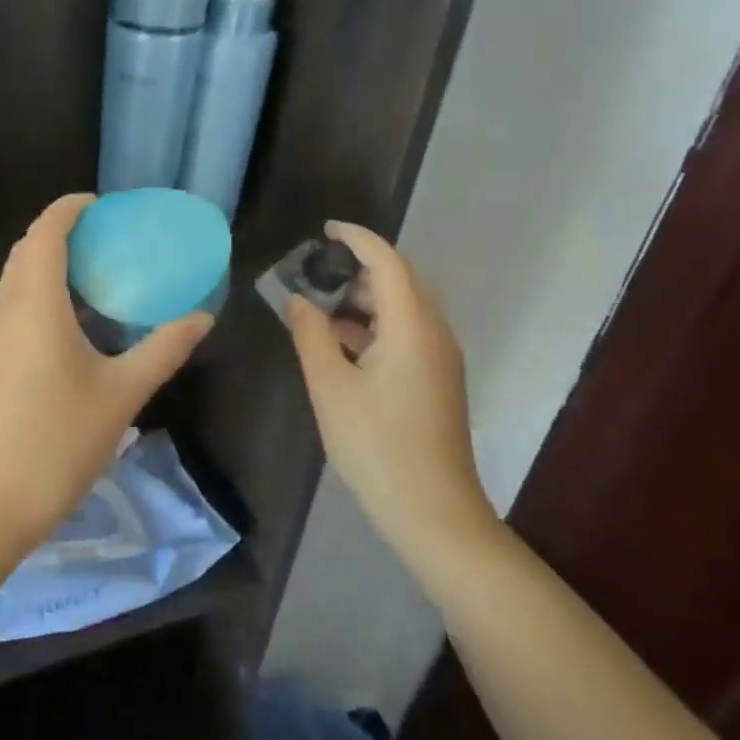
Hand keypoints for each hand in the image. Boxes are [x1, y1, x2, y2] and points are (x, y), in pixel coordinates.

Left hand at [0, 194, 213, 547]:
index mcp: (35, 305)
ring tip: (94, 271)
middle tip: (105, 236)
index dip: (69, 208)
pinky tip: (73, 321)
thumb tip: (201, 318)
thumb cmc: (61, 440)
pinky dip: (40, 292)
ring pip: (16, 279)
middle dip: (60, 231)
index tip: (101, 204)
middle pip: (27, 250)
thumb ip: (163, 349)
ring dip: (48, 262)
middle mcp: (7, 310)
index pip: (45, 233)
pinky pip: (14, 306)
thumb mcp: (123, 393)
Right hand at [286, 220, 498, 564]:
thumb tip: (299, 301)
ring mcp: (441, 360)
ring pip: (406, 309)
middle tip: (318, 269)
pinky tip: (342, 344)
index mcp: (412, 328)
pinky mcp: (437, 381)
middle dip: (361, 267)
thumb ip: (311, 335)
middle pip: (402, 281)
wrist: (432, 511)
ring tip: (321, 306)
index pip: (387, 263)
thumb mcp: (329, 387)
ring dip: (367, 298)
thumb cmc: (375, 445)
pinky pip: (408, 334)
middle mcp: (435, 334)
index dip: (357, 239)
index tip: (325, 229)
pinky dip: (375, 325)